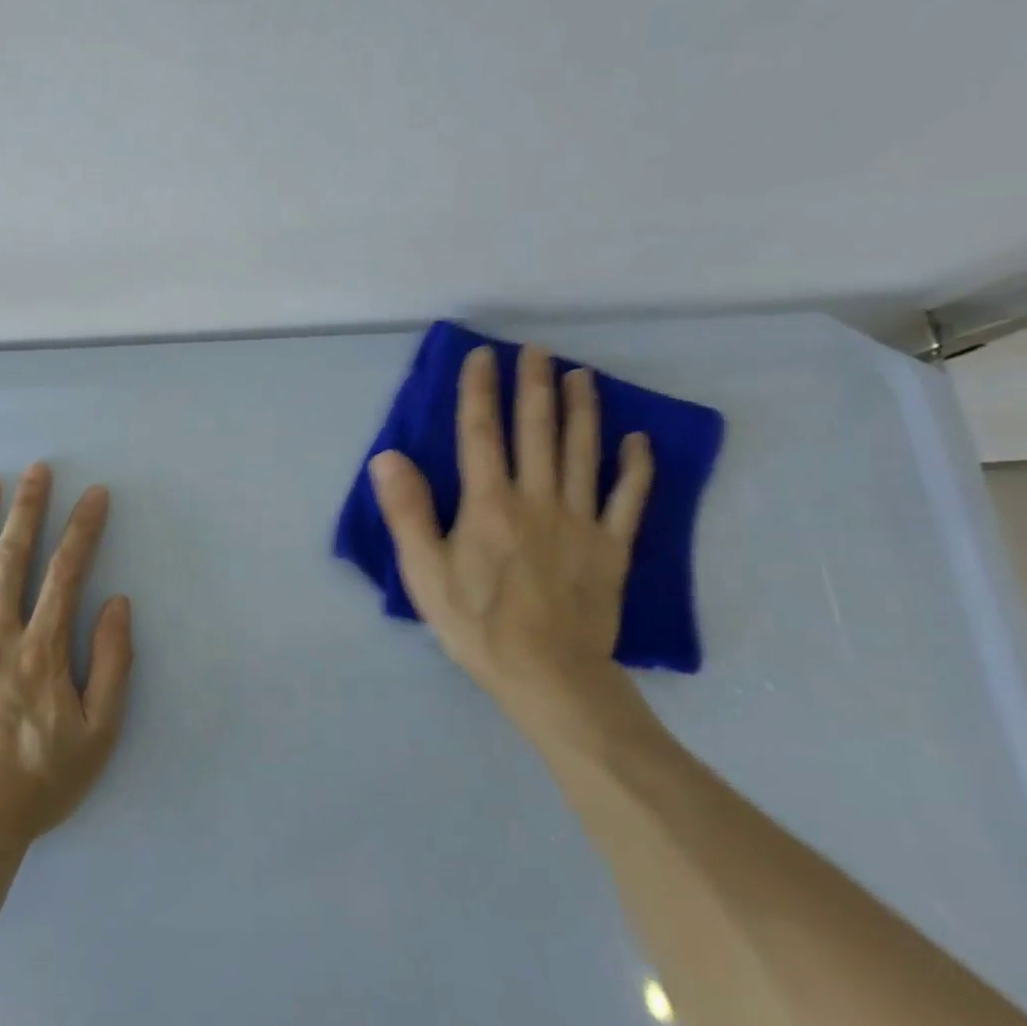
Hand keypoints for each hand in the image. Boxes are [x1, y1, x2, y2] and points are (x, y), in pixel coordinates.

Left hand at [0, 464, 132, 851]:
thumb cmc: (38, 782)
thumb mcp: (99, 733)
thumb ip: (113, 665)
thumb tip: (117, 604)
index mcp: (42, 650)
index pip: (67, 573)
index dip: (83, 529)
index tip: (94, 495)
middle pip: (13, 559)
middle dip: (28, 509)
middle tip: (36, 469)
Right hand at [369, 344, 654, 738]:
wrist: (548, 675)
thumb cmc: (477, 624)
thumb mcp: (424, 572)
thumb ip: (408, 511)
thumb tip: (388, 456)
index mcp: (489, 504)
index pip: (481, 434)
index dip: (480, 391)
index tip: (483, 356)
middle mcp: (537, 499)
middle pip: (537, 431)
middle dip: (535, 385)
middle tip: (538, 350)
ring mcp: (581, 521)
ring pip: (583, 453)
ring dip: (582, 411)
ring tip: (582, 376)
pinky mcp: (612, 547)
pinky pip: (629, 499)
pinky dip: (635, 467)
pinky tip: (637, 440)